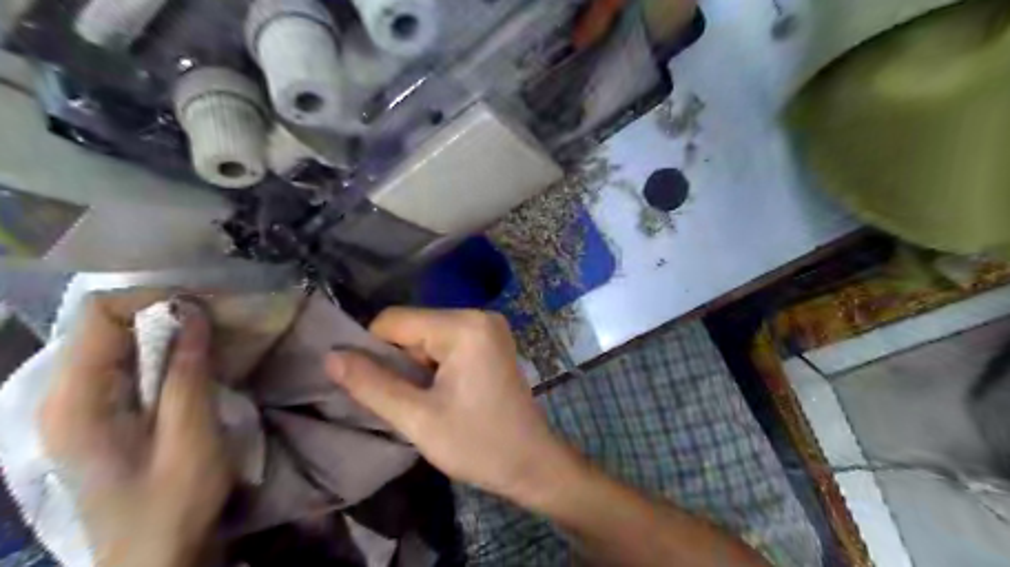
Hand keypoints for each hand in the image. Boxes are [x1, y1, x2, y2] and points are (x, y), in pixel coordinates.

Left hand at [40, 293, 229, 566]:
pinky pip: (124, 364)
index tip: (203, 307)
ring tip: (209, 337)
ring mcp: (77, 406)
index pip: (97, 317)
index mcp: (74, 402)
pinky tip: (191, 362)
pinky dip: (160, 352)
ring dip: (163, 332)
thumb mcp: (191, 437)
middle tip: (213, 320)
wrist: (154, 556)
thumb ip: (188, 374)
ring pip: (114, 342)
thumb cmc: (173, 502)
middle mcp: (62, 397)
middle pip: (102, 325)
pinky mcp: (98, 415)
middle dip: (160, 313)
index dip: (150, 300)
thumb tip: (194, 314)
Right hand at [325, 311, 575, 504]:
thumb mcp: (417, 419)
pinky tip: (443, 394)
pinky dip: (434, 366)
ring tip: (428, 402)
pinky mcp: (491, 340)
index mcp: (463, 326)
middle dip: (400, 362)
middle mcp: (477, 315)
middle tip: (409, 402)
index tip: (376, 388)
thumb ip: (371, 385)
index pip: (393, 320)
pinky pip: (446, 343)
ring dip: (416, 367)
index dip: (373, 351)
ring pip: (426, 337)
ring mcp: (488, 326)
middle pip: (412, 327)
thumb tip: (330, 357)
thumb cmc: (478, 444)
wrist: (532, 463)